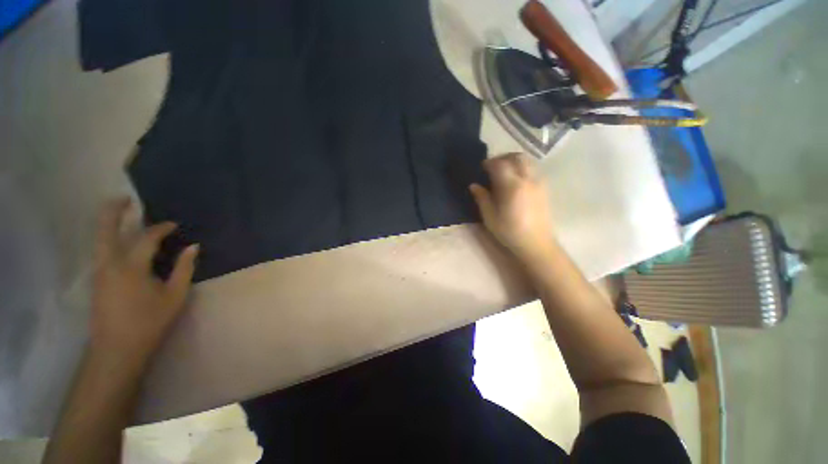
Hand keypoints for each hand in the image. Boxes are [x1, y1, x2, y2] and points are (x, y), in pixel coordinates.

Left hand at [90, 198, 198, 368]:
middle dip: (113, 211)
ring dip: (109, 223)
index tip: (174, 225)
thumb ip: (184, 268)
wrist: (117, 349)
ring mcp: (99, 272)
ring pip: (99, 240)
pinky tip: (120, 241)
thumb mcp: (175, 295)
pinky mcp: (96, 280)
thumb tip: (193, 246)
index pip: (146, 238)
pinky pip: (102, 251)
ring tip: (121, 214)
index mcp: (131, 267)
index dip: (161, 228)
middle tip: (125, 198)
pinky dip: (109, 239)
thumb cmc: (150, 321)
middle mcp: (109, 264)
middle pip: (106, 230)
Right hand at [469, 153, 556, 265]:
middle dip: (503, 157)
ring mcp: (538, 183)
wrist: (536, 243)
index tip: (482, 167)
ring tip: (504, 171)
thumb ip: (482, 198)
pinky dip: (523, 168)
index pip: (500, 165)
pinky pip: (533, 169)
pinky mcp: (544, 188)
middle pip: (517, 157)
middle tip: (493, 166)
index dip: (490, 163)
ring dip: (514, 161)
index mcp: (512, 186)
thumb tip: (474, 185)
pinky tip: (516, 180)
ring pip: (528, 161)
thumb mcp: (490, 217)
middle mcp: (528, 180)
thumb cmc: (510, 232)